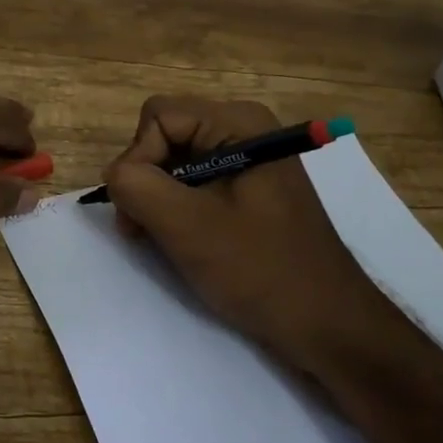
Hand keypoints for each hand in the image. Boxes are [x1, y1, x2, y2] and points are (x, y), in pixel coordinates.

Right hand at [102, 95, 390, 372]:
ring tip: (161, 240)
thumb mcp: (187, 226)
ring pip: (176, 160)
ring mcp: (249, 159)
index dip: (137, 158)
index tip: (138, 211)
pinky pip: (196, 181)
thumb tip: (114, 174)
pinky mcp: (250, 188)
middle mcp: (245, 129)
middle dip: (146, 179)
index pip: (158, 116)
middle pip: (166, 134)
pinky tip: (183, 240)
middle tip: (141, 230)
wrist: (328, 325)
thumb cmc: (261, 270)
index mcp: (239, 123)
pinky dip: (178, 207)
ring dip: (158, 198)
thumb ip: (136, 186)